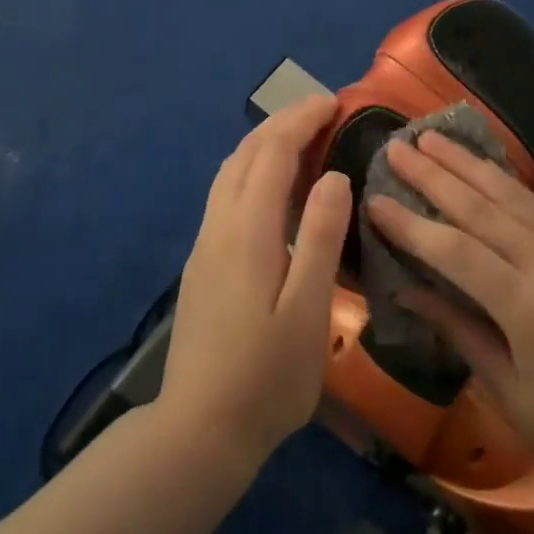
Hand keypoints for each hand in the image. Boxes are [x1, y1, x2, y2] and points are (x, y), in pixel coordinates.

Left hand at [158, 95, 352, 471]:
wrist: (199, 431)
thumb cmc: (266, 377)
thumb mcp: (308, 311)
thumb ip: (319, 238)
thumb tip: (334, 176)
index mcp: (247, 230)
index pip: (272, 153)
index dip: (301, 120)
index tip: (333, 102)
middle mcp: (219, 225)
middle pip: (246, 154)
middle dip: (282, 122)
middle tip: (322, 110)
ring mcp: (205, 244)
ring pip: (230, 172)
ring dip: (264, 143)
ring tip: (301, 137)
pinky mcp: (202, 263)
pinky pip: (226, 194)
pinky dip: (252, 169)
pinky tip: (272, 187)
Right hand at [367, 131, 533, 503]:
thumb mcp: (508, 390)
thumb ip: (457, 328)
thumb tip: (405, 289)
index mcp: (531, 310)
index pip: (455, 252)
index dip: (411, 225)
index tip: (374, 198)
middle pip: (483, 208)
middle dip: (434, 175)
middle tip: (397, 146)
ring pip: (515, 196)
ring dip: (469, 165)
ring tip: (433, 138)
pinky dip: (508, 185)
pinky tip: (484, 170)